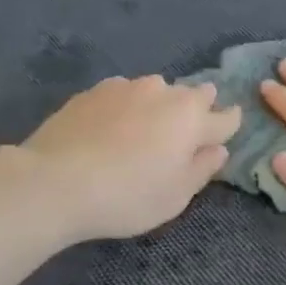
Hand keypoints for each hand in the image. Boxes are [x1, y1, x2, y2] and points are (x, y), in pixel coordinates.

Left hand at [20, 75, 240, 240]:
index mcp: (192, 118)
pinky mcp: (94, 91)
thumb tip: (218, 149)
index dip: (229, 125)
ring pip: (156, 90)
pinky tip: (112, 126)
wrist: (56, 181)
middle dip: (197, 109)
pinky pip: (123, 94)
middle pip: (193, 95)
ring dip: (160, 105)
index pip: (224, 117)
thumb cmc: (128, 196)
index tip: (227, 130)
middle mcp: (164, 93)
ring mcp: (126, 87)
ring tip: (146, 129)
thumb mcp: (175, 196)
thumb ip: (201, 169)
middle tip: (187, 131)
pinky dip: (126, 106)